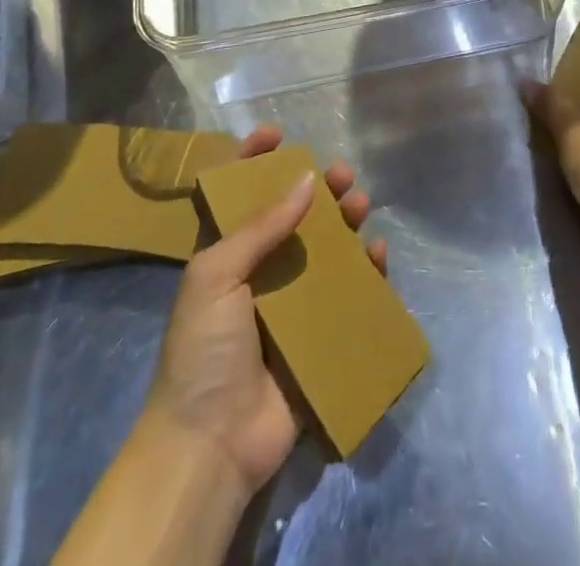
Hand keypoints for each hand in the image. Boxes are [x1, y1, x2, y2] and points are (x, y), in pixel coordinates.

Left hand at [142, 125, 386, 498]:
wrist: (211, 444)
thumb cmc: (202, 349)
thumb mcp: (216, 275)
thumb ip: (260, 226)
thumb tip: (306, 180)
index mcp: (224, 255)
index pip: (236, 196)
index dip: (252, 161)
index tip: (278, 134)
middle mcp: (258, 273)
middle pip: (292, 217)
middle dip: (316, 190)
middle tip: (340, 175)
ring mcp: (290, 304)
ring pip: (324, 249)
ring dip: (344, 223)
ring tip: (360, 205)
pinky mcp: (317, 336)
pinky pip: (347, 295)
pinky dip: (365, 271)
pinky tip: (376, 254)